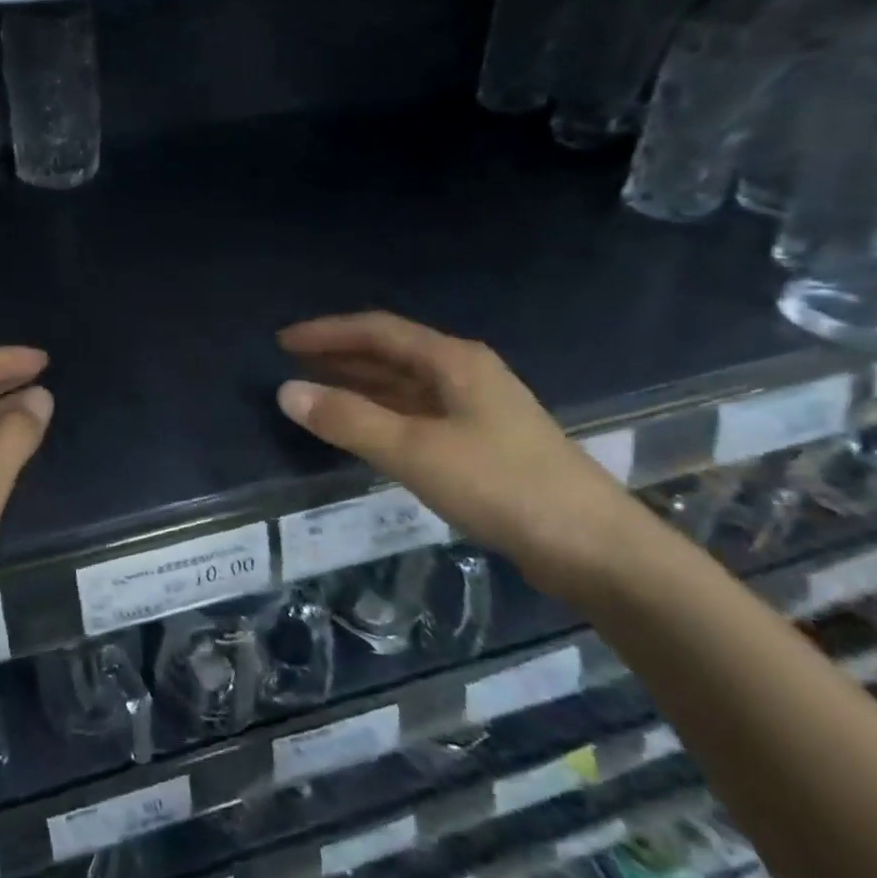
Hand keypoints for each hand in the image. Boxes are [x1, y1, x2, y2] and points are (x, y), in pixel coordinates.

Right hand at [276, 312, 645, 601]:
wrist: (594, 547)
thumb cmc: (501, 486)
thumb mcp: (415, 451)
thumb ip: (349, 420)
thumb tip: (287, 391)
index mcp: (452, 360)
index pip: (377, 330)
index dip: (326, 332)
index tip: (282, 341)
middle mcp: (465, 373)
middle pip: (391, 352)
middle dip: (340, 356)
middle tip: (291, 365)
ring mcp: (477, 407)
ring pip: (405, 384)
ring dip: (360, 385)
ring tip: (316, 392)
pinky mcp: (483, 442)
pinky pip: (418, 413)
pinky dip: (383, 414)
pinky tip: (364, 429)